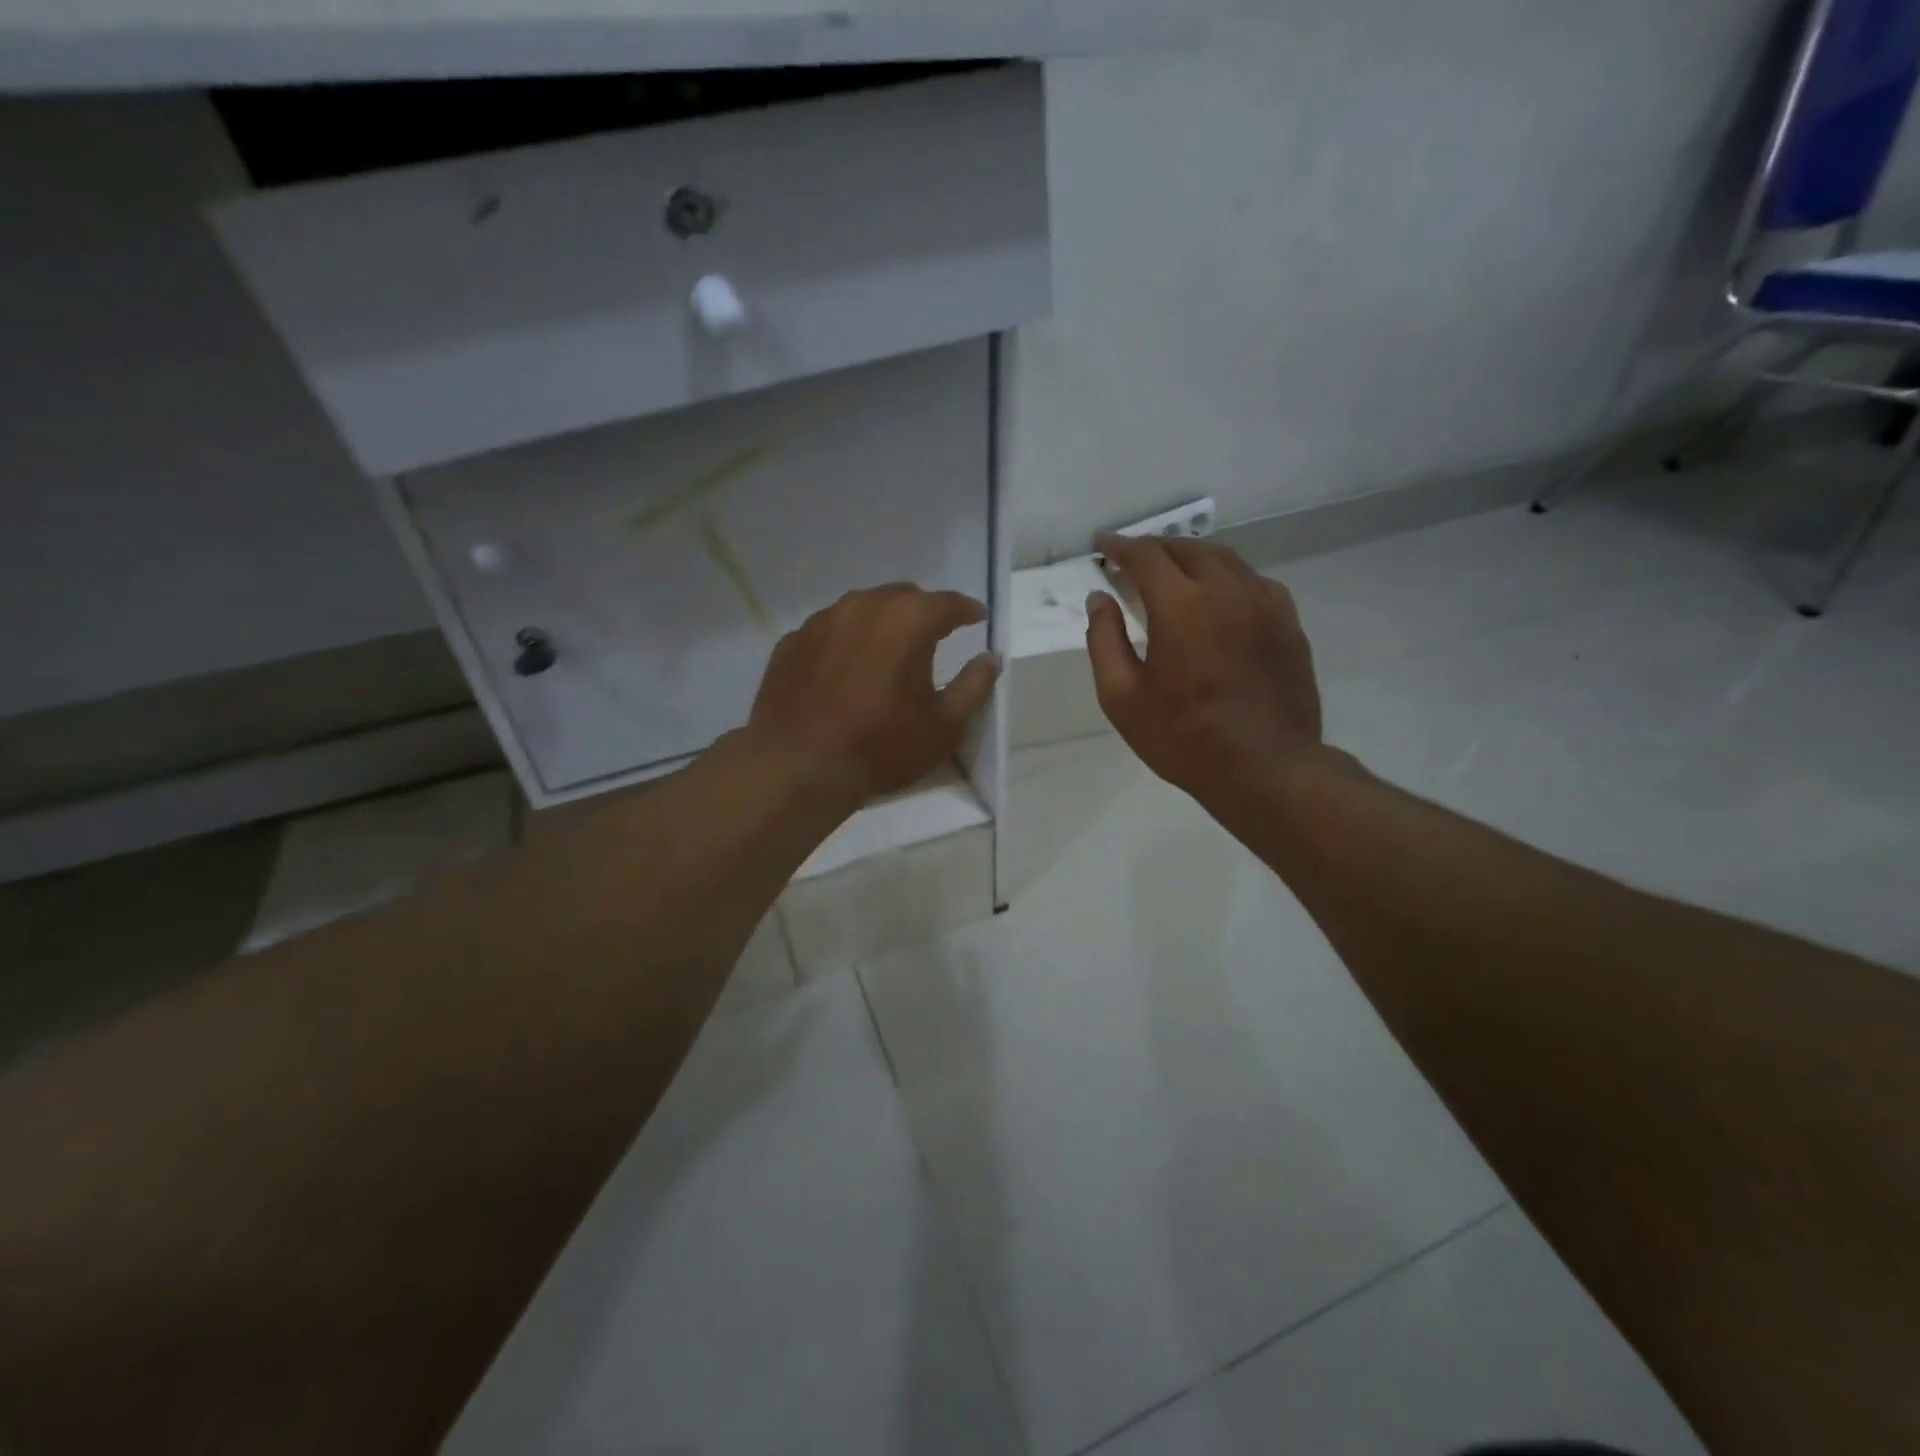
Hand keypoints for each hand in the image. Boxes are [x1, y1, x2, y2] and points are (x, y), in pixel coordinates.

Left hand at [747, 584, 999, 800]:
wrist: (799, 764)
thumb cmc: (882, 745)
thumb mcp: (944, 726)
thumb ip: (974, 686)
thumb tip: (990, 659)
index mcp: (908, 619)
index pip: (949, 603)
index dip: (968, 611)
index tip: (978, 619)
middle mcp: (864, 605)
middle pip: (903, 597)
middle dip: (923, 612)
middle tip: (933, 635)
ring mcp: (822, 620)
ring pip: (862, 608)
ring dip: (881, 623)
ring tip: (887, 650)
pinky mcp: (792, 641)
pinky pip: (829, 631)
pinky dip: (845, 642)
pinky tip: (844, 669)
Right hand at [1086, 533, 1322, 803]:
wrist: (1265, 767)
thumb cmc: (1183, 737)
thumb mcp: (1122, 697)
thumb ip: (1104, 640)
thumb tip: (1100, 598)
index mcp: (1182, 606)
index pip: (1146, 556)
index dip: (1121, 547)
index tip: (1104, 546)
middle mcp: (1227, 591)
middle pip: (1189, 549)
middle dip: (1157, 548)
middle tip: (1134, 560)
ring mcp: (1265, 604)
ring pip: (1226, 560)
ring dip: (1193, 558)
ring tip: (1174, 572)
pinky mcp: (1288, 624)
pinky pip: (1254, 582)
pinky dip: (1228, 578)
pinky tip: (1220, 597)